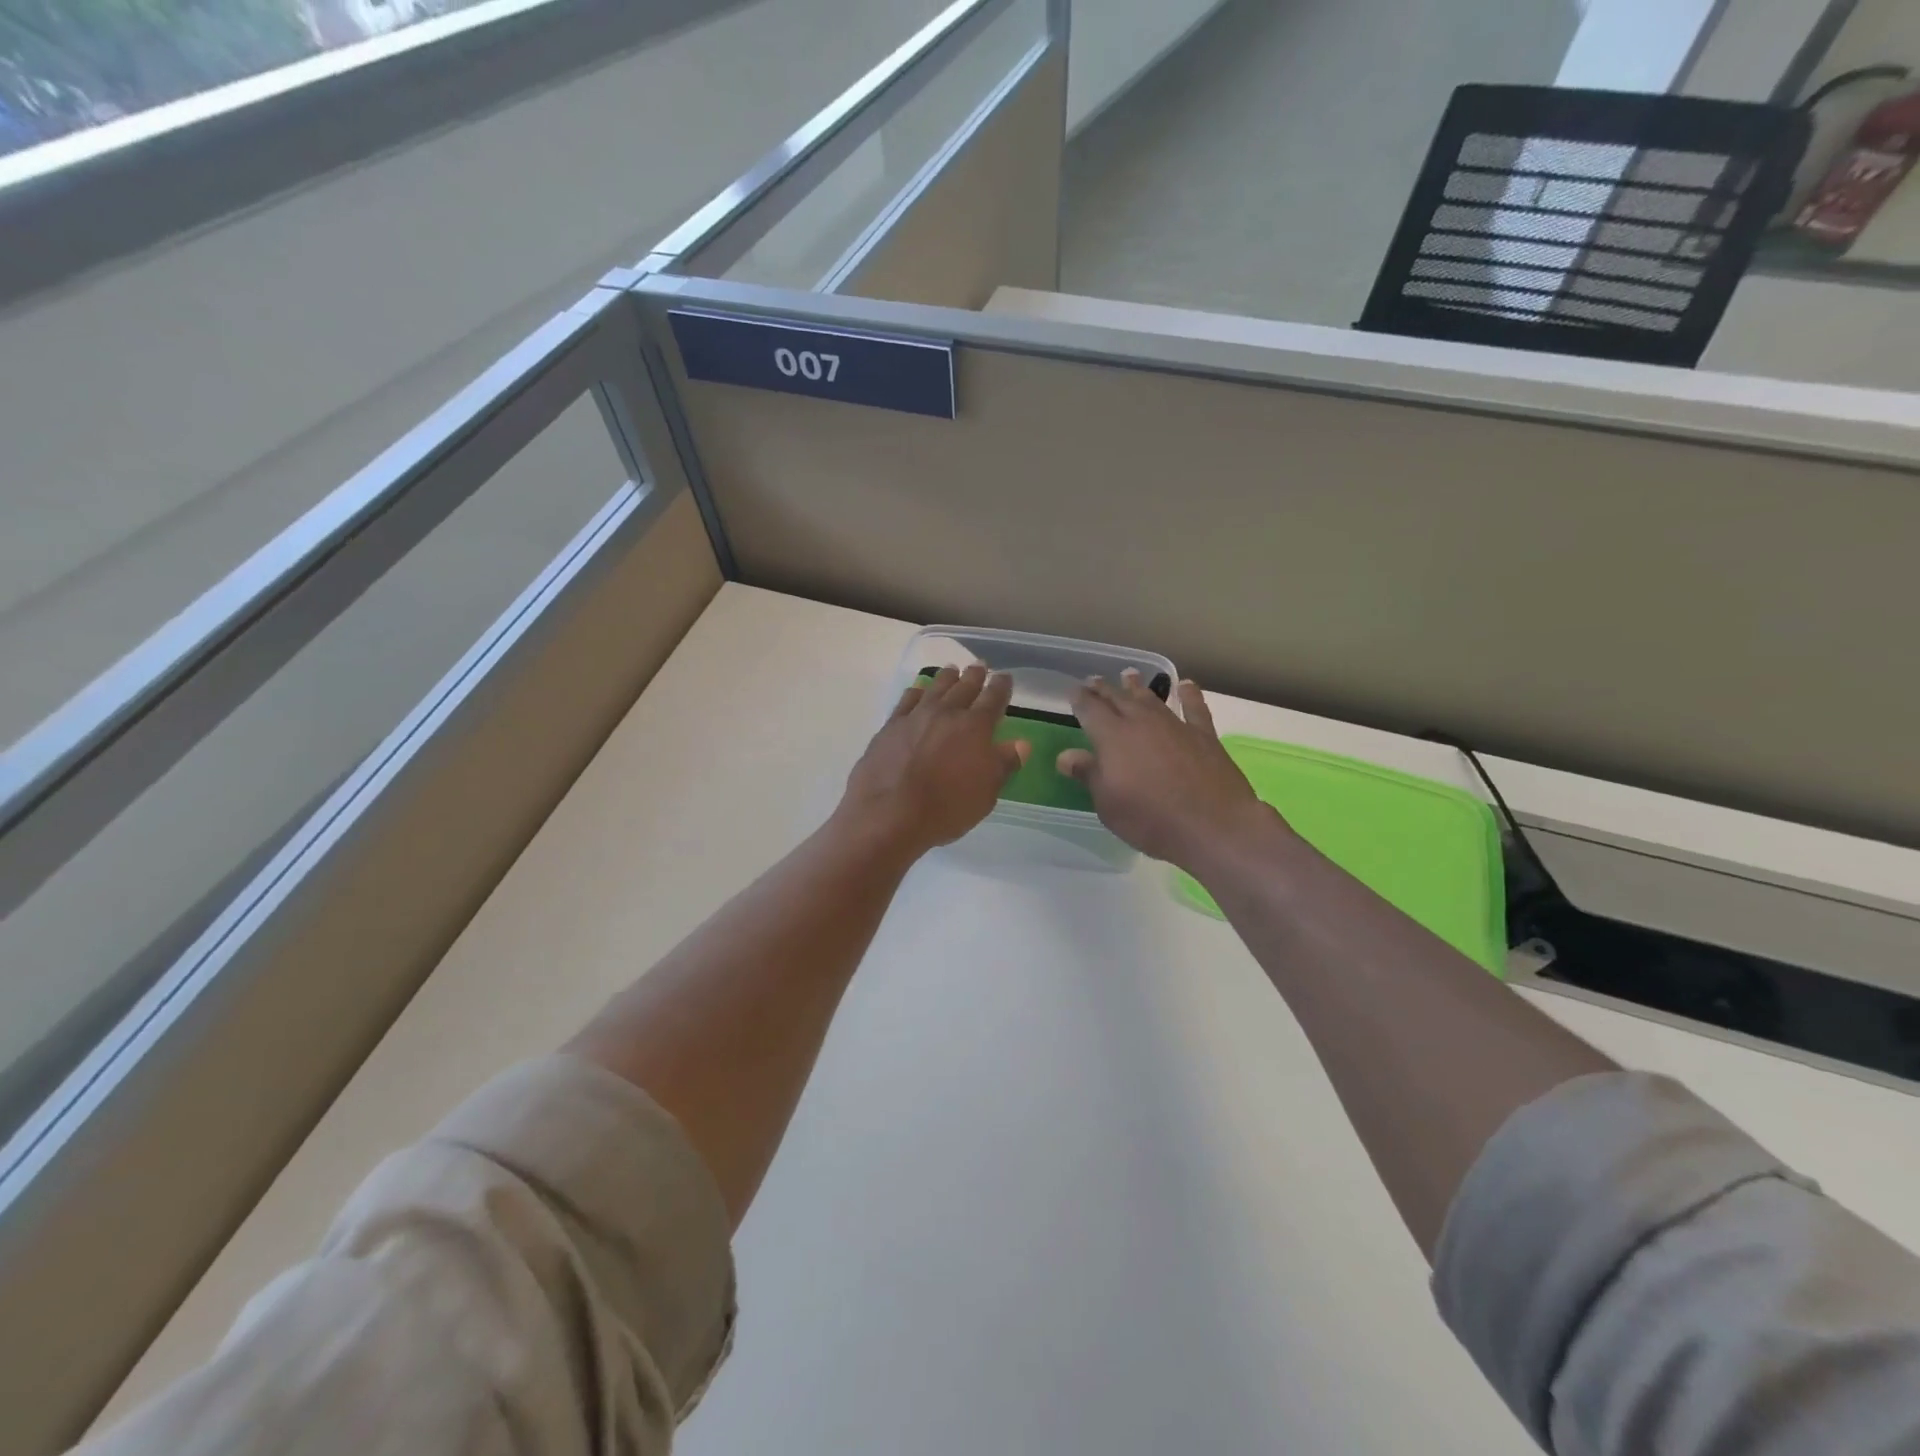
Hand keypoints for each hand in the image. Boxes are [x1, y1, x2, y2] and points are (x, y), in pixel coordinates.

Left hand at [840, 664, 1029, 856]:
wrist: (889, 814)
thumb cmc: (946, 808)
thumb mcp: (985, 794)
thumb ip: (1003, 765)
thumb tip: (1021, 744)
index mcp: (975, 727)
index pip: (993, 699)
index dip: (1001, 687)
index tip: (1005, 677)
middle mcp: (946, 713)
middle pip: (964, 687)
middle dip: (974, 675)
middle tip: (980, 666)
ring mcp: (915, 716)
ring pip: (935, 687)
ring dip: (946, 678)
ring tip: (952, 670)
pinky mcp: (890, 727)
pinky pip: (906, 700)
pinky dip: (915, 692)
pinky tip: (917, 690)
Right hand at [1058, 670, 1278, 871]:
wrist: (1212, 825)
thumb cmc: (1150, 818)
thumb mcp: (1108, 804)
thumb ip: (1088, 774)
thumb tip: (1065, 755)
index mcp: (1113, 737)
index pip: (1090, 710)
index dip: (1080, 699)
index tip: (1073, 691)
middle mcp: (1142, 723)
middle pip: (1118, 699)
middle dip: (1104, 689)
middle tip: (1094, 680)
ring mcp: (1175, 726)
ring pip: (1151, 699)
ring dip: (1138, 687)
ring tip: (1129, 675)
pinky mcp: (1204, 735)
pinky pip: (1194, 708)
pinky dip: (1189, 694)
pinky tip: (1186, 685)